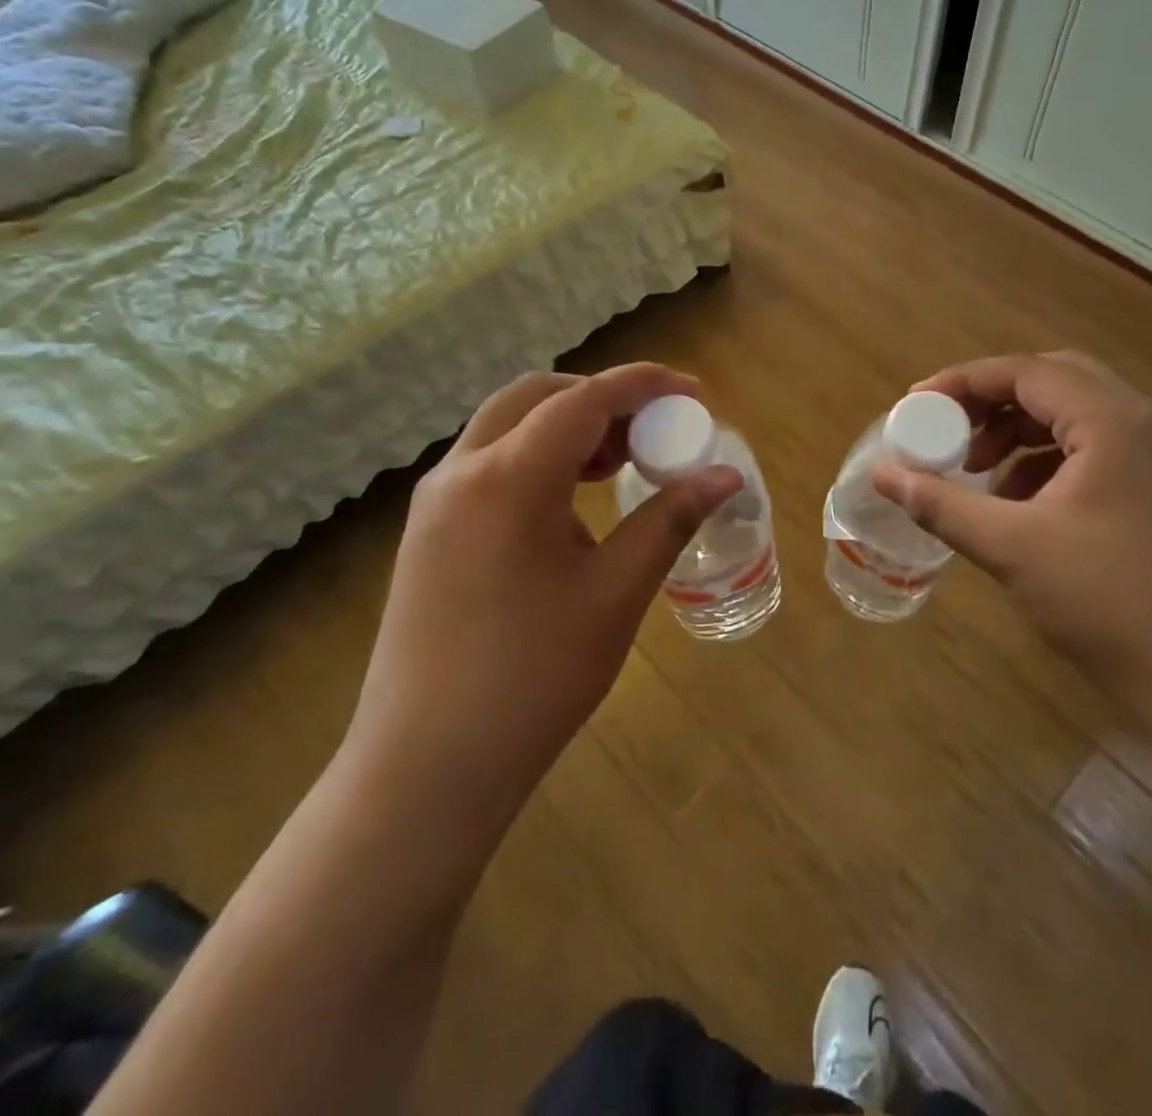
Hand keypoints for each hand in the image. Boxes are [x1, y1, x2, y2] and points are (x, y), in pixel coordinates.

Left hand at [342, 364, 741, 860]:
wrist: (427, 765)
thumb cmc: (533, 678)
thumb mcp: (615, 593)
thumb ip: (669, 520)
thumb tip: (724, 476)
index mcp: (508, 477)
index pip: (584, 400)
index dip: (644, 386)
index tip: (692, 392)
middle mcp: (461, 471)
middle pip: (537, 397)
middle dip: (600, 400)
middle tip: (651, 432)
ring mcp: (435, 501)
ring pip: (507, 427)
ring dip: (566, 428)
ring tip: (618, 466)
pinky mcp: (427, 531)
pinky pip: (488, 464)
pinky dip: (536, 458)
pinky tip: (570, 507)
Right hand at [873, 352, 1151, 735]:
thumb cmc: (1110, 603)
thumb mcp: (1012, 548)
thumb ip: (941, 504)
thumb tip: (884, 475)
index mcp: (1115, 422)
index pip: (1026, 372)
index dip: (962, 382)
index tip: (916, 407)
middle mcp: (1149, 425)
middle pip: (1056, 382)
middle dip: (994, 403)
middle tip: (950, 433)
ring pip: (1081, 418)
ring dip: (1023, 433)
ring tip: (981, 473)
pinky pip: (1103, 452)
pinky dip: (1054, 463)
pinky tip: (1026, 506)